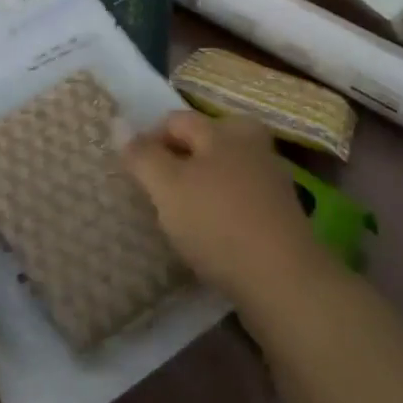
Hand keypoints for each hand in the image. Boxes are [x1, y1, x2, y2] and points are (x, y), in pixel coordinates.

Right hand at [123, 111, 330, 307]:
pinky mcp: (280, 216)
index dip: (149, 141)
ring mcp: (271, 181)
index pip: (176, 121)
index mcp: (226, 130)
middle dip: (179, 160)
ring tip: (180, 217)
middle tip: (159, 190)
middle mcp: (253, 145)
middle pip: (205, 142)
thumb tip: (119, 125)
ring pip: (223, 172)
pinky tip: (210, 236)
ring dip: (201, 187)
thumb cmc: (218, 223)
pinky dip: (222, 210)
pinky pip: (239, 201)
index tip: (133, 174)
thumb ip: (142, 156)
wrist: (283, 282)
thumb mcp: (168, 186)